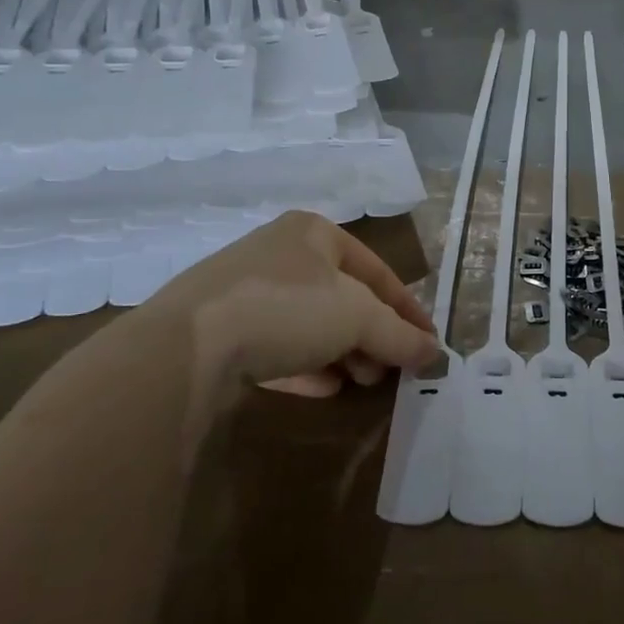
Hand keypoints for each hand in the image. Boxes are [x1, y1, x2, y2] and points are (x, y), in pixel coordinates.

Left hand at [140, 211, 436, 401]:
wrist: (186, 347)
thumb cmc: (288, 308)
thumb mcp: (358, 317)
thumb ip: (400, 335)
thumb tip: (436, 353)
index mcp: (314, 233)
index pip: (377, 270)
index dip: (408, 308)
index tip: (429, 343)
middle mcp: (280, 254)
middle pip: (343, 298)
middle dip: (372, 336)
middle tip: (390, 370)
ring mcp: (245, 293)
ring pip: (311, 324)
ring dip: (343, 354)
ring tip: (361, 384)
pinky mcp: (220, 332)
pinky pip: (277, 347)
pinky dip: (306, 366)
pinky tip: (323, 390)